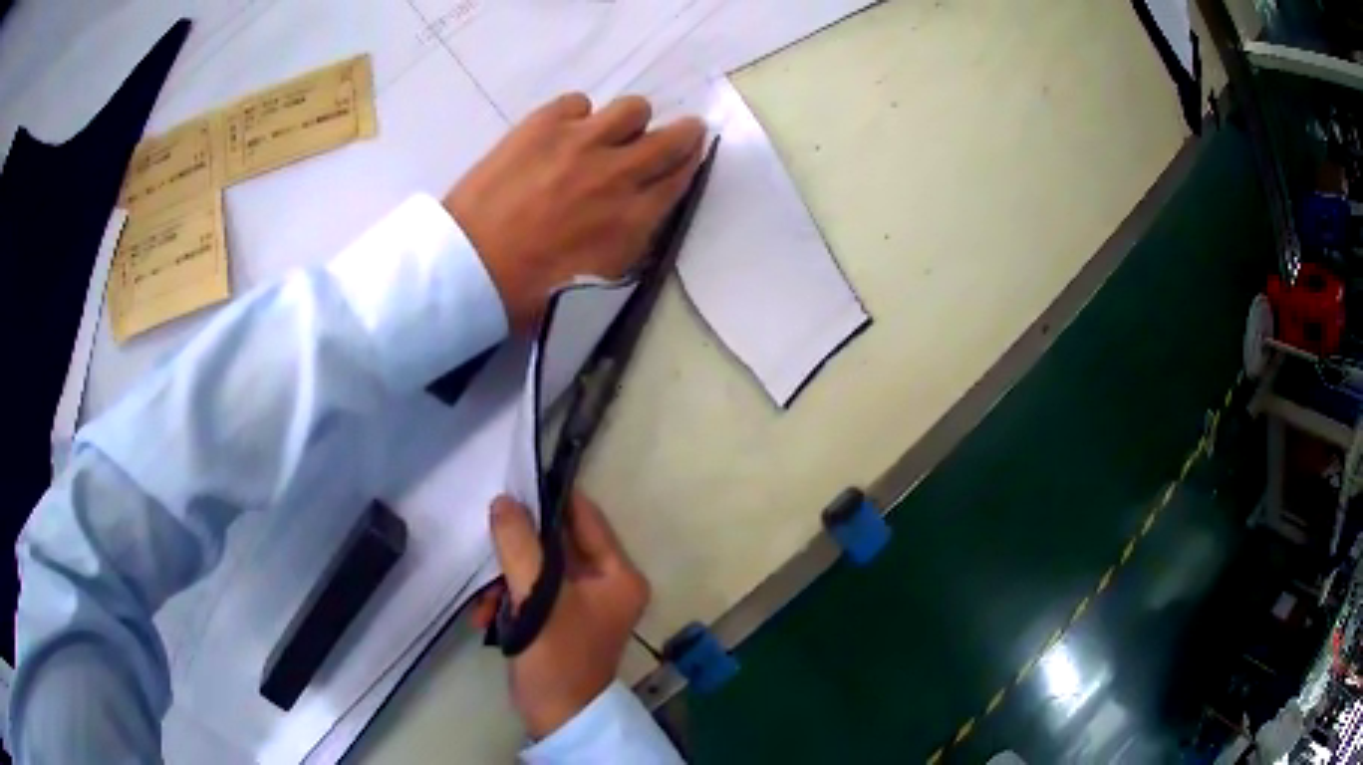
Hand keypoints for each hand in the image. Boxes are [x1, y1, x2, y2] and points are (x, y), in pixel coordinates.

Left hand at [445, 93, 705, 331]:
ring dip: (630, 122)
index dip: (690, 162)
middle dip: (683, 134)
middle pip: (674, 137)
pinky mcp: (544, 123)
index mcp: (634, 220)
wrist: (468, 267)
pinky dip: (577, 116)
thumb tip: (645, 208)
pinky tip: (561, 136)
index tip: (689, 155)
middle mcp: (619, 173)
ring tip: (608, 135)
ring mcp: (581, 141)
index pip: (682, 176)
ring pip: (634, 108)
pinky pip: (580, 102)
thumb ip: (634, 239)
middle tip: (674, 134)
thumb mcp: (601, 280)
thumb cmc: (532, 290)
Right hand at [487, 491, 649, 738]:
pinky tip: (485, 616)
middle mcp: (607, 583)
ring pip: (538, 567)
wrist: (556, 717)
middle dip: (517, 550)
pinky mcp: (560, 617)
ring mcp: (582, 602)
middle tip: (488, 547)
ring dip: (505, 580)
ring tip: (483, 600)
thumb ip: (520, 546)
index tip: (515, 482)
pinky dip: (508, 599)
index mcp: (619, 575)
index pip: (586, 518)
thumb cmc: (557, 658)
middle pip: (556, 543)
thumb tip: (505, 501)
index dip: (551, 498)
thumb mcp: (538, 598)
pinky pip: (531, 591)